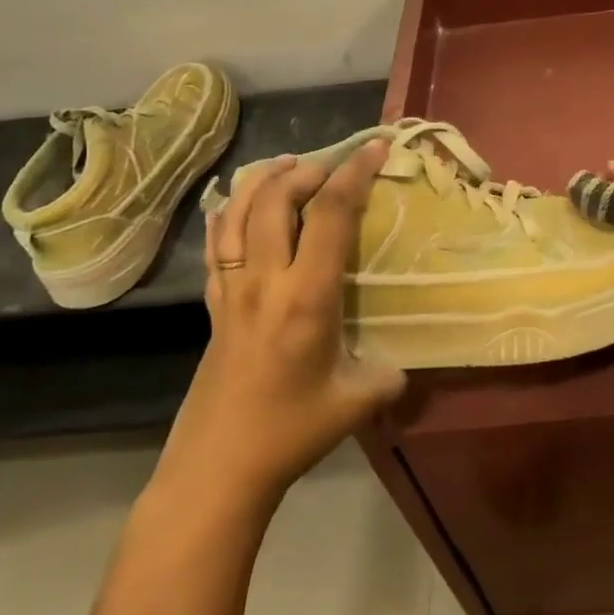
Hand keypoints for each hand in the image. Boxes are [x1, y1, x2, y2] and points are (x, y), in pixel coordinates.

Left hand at [155, 140, 405, 507]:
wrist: (218, 466)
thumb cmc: (291, 431)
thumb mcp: (358, 401)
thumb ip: (388, 374)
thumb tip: (401, 364)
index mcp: (306, 296)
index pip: (330, 215)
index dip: (354, 173)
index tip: (375, 148)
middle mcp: (265, 280)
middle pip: (276, 200)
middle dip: (307, 170)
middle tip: (332, 165)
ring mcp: (231, 289)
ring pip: (238, 213)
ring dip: (264, 181)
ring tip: (287, 166)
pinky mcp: (212, 304)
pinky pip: (216, 242)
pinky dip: (228, 211)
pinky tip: (239, 203)